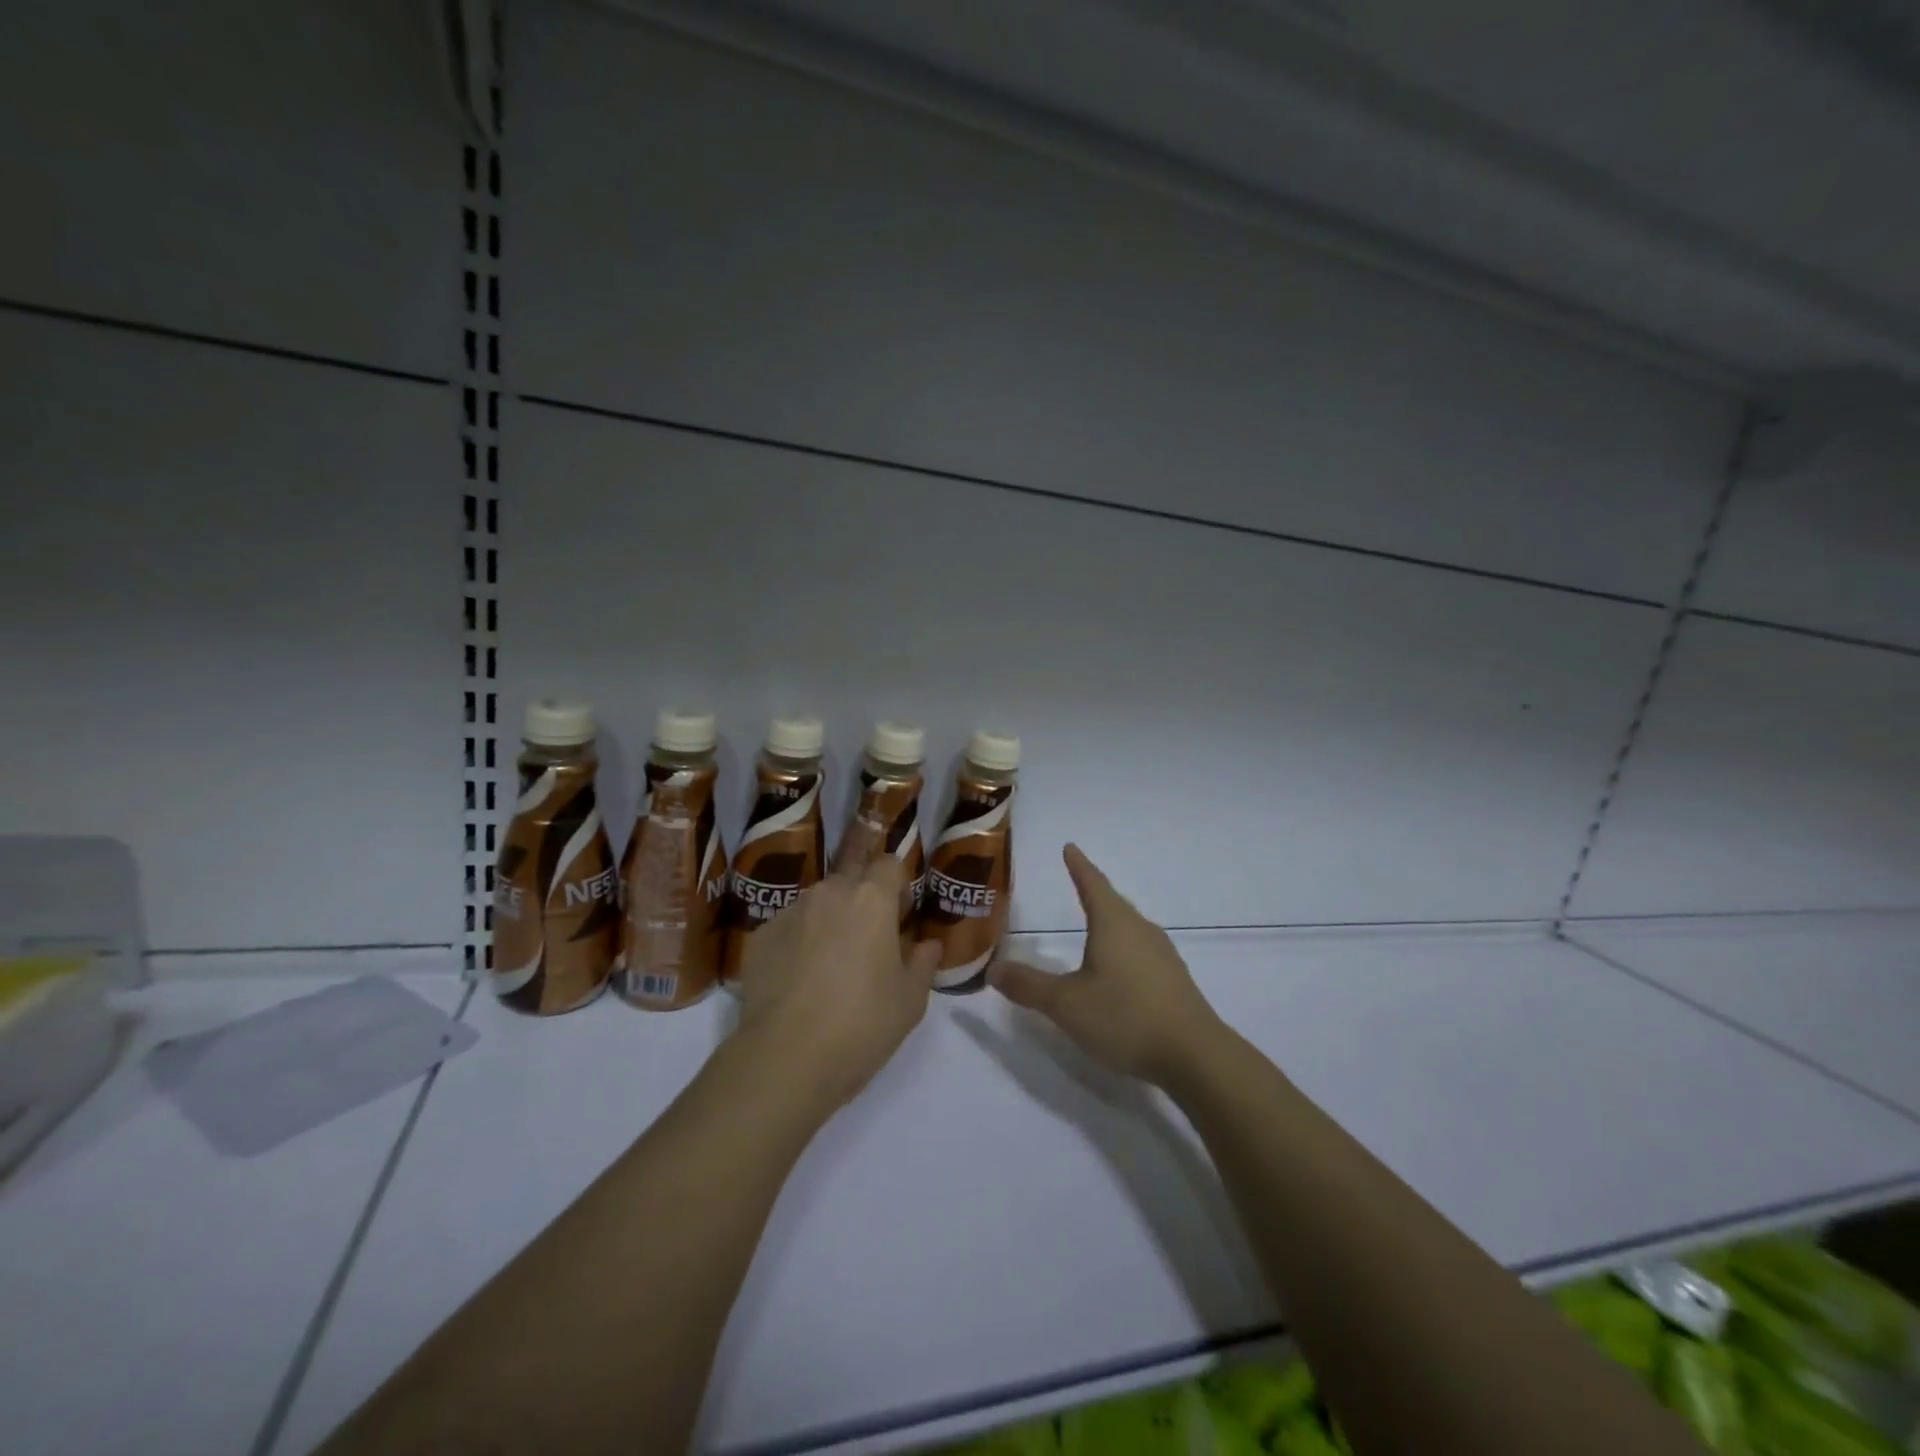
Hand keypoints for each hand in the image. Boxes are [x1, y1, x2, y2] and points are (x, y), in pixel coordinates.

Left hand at [735, 855, 940, 1108]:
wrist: (785, 1058)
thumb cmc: (861, 1025)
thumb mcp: (910, 1002)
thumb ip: (923, 964)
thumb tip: (928, 945)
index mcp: (872, 899)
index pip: (889, 864)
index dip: (898, 884)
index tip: (900, 913)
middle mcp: (829, 893)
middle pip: (851, 877)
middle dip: (862, 897)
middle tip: (868, 937)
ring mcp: (790, 912)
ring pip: (817, 902)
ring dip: (829, 918)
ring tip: (830, 961)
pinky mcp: (760, 936)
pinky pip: (788, 927)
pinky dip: (798, 941)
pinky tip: (798, 979)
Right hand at [990, 844, 1225, 1086]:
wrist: (1195, 1056)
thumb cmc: (1125, 1017)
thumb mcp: (1066, 1004)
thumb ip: (1028, 985)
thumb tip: (993, 968)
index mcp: (1114, 923)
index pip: (1092, 883)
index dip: (1078, 865)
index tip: (1070, 847)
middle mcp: (1140, 929)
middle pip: (1113, 903)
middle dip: (1093, 892)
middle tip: (1076, 882)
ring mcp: (1162, 954)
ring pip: (1129, 927)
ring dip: (1109, 921)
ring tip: (1094, 924)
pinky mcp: (1173, 979)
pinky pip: (1140, 950)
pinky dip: (1122, 947)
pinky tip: (1118, 968)